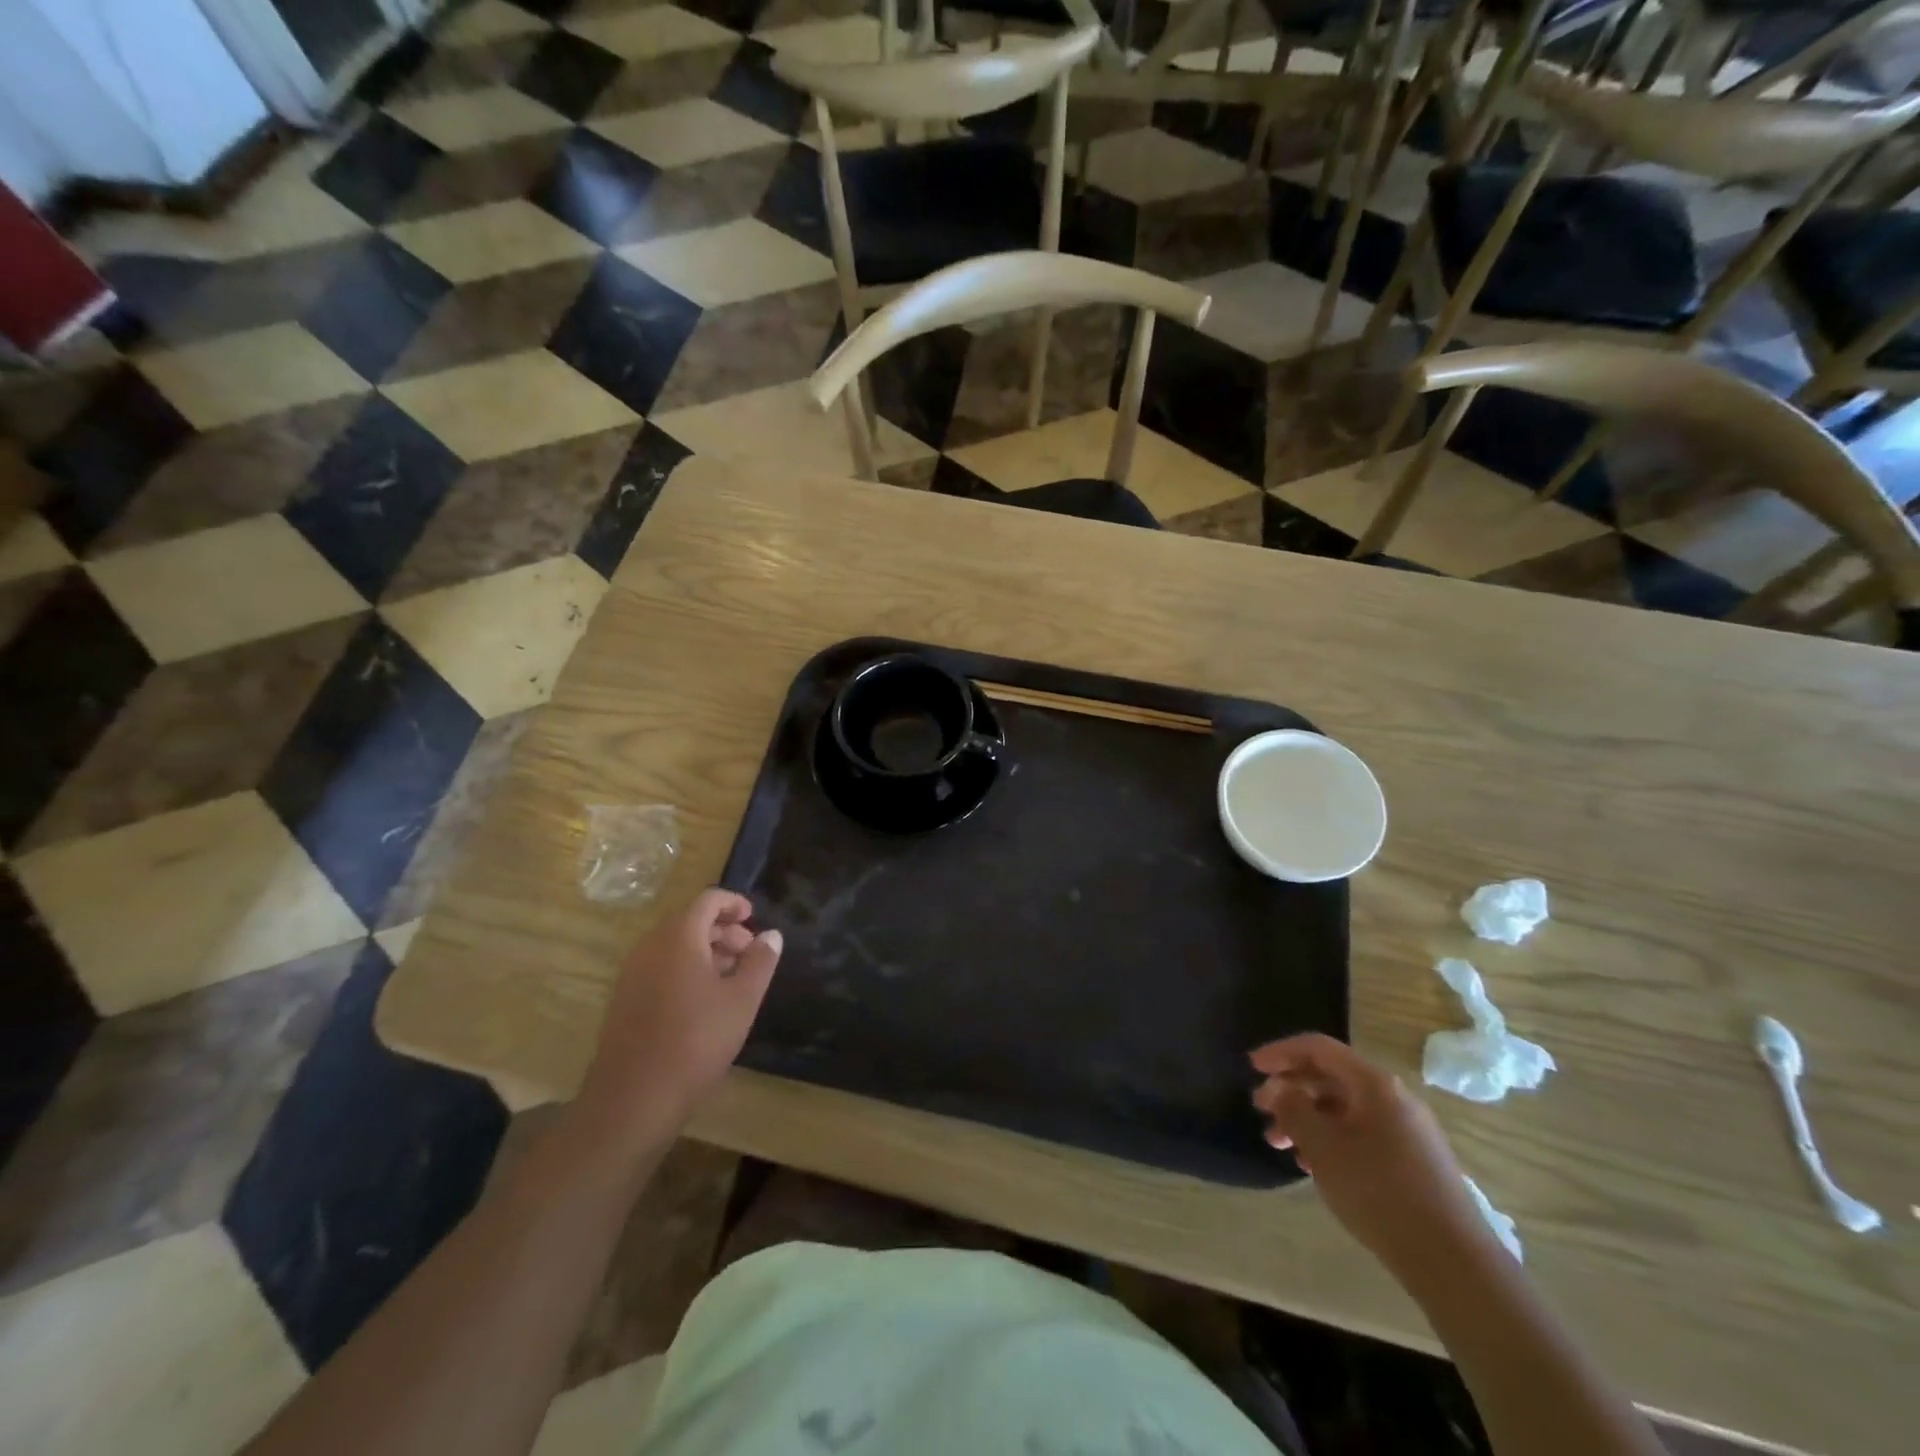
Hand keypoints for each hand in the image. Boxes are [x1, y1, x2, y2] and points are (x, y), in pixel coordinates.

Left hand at [581, 890, 782, 1134]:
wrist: (634, 1098)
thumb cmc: (696, 1041)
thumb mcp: (742, 1000)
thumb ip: (760, 962)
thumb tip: (772, 935)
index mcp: (678, 938)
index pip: (707, 900)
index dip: (733, 903)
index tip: (754, 918)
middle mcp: (650, 947)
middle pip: (689, 921)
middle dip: (722, 929)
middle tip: (749, 951)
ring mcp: (632, 974)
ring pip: (673, 946)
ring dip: (704, 950)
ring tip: (732, 976)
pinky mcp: (624, 1000)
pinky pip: (659, 967)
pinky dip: (684, 968)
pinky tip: (704, 1000)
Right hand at [1249, 1034, 1485, 1271]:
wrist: (1452, 1261)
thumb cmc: (1379, 1192)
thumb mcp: (1323, 1148)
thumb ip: (1294, 1110)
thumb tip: (1279, 1088)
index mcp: (1374, 1083)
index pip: (1318, 1048)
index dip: (1281, 1052)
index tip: (1251, 1067)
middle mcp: (1393, 1097)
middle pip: (1331, 1077)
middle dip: (1291, 1090)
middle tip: (1261, 1110)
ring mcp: (1407, 1128)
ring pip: (1344, 1108)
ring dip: (1307, 1118)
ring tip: (1280, 1144)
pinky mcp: (1413, 1158)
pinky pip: (1361, 1131)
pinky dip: (1331, 1137)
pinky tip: (1314, 1164)